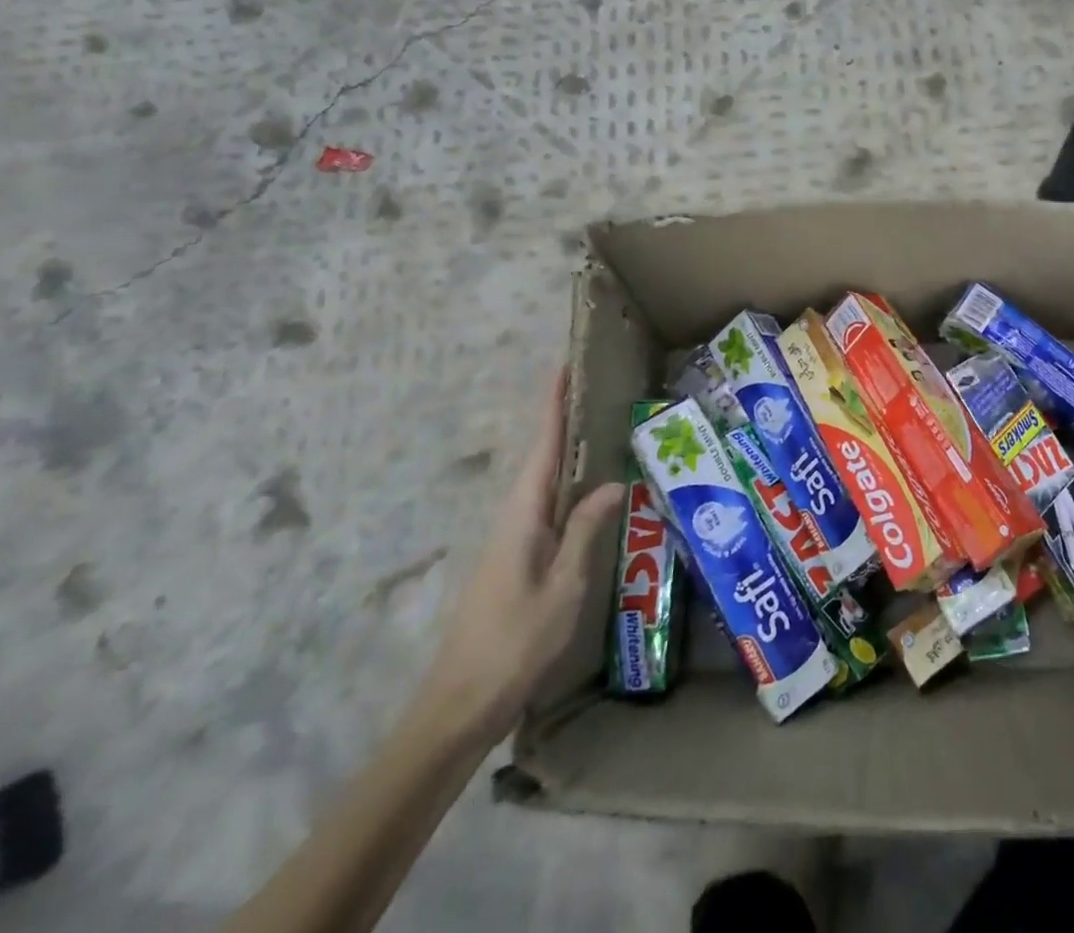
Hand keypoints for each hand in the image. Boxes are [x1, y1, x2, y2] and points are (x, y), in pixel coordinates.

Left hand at [417, 369, 623, 746]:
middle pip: (543, 457)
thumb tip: (614, 482)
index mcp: (522, 515)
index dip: (553, 407)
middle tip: (597, 388)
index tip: (563, 367)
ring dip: (568, 451)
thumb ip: (586, 531)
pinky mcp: (517, 560)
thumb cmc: (514, 644)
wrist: (459, 706)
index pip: (543, 447)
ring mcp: (513, 540)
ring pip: (545, 483)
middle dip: (564, 420)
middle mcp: (514, 518)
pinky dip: (568, 485)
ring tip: (602, 426)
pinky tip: (590, 491)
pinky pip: (548, 508)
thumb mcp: (563, 587)